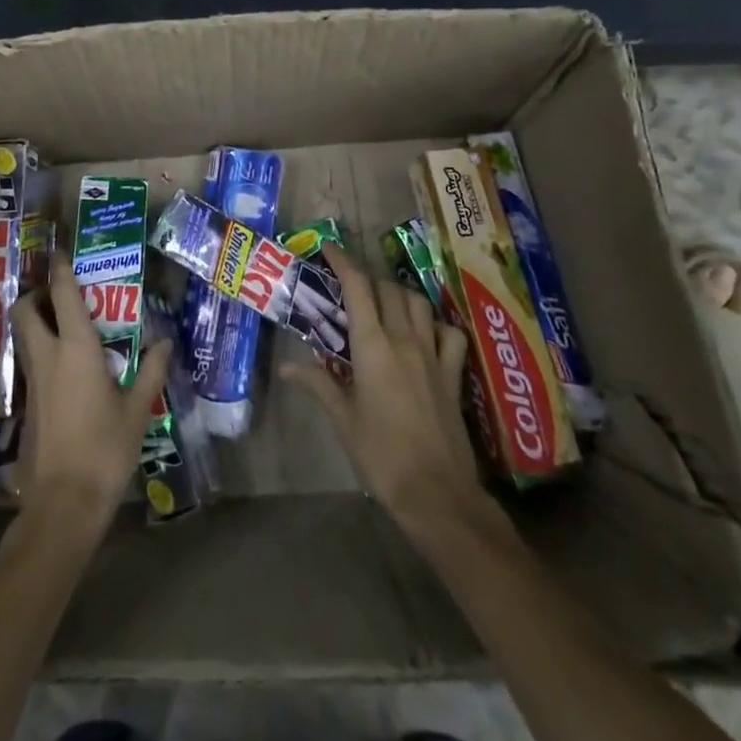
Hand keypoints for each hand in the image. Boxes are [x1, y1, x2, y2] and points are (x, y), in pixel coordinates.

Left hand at [11, 257, 170, 522]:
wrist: (62, 503)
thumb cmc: (104, 449)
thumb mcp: (136, 410)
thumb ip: (150, 372)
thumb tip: (164, 343)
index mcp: (76, 349)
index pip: (62, 296)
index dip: (61, 269)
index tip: (61, 249)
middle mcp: (47, 357)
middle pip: (25, 311)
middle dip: (36, 294)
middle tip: (60, 293)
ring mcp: (32, 382)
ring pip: (24, 336)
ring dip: (36, 321)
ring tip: (65, 324)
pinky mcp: (27, 405)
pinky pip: (31, 363)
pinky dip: (41, 351)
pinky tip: (67, 367)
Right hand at [283, 242, 482, 535]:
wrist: (436, 492)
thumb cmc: (381, 455)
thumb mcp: (343, 419)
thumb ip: (318, 384)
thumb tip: (286, 365)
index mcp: (372, 346)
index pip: (357, 287)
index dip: (343, 262)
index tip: (329, 248)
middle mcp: (405, 339)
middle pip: (387, 289)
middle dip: (367, 278)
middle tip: (349, 285)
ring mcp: (433, 354)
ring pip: (418, 303)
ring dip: (399, 294)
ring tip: (384, 302)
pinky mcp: (453, 374)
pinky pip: (450, 333)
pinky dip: (437, 324)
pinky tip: (426, 332)